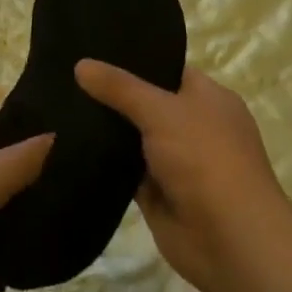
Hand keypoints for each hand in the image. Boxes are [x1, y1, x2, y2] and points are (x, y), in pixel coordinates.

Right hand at [74, 61, 288, 291]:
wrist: (231, 242)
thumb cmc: (206, 159)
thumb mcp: (161, 111)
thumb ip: (120, 88)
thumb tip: (81, 64)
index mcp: (208, 98)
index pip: (166, 68)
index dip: (133, 60)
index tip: (93, 49)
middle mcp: (194, 126)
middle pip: (146, 103)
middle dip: (113, 94)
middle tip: (67, 75)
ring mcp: (176, 162)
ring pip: (134, 138)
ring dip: (106, 130)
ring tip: (60, 105)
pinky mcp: (159, 195)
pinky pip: (126, 172)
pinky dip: (106, 164)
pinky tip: (70, 146)